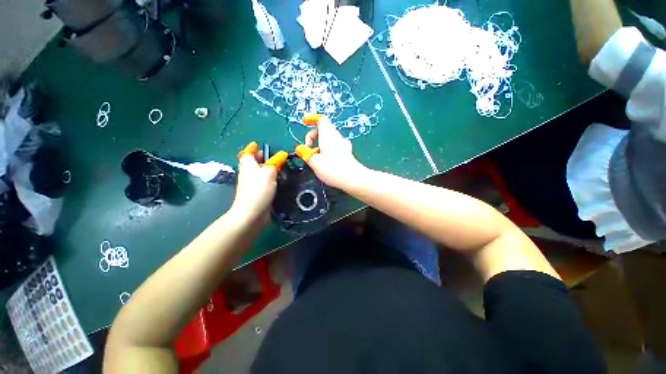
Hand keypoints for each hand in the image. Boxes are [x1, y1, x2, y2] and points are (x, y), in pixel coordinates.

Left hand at [230, 154, 277, 221]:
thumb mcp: (268, 172)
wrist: (251, 213)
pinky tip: (279, 181)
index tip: (257, 145)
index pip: (247, 153)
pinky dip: (270, 179)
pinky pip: (263, 182)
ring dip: (267, 169)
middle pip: (253, 163)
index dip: (252, 148)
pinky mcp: (257, 193)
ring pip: (259, 173)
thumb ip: (275, 162)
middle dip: (261, 158)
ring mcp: (252, 184)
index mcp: (248, 165)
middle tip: (274, 157)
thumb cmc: (258, 189)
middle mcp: (248, 173)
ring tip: (280, 168)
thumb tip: (282, 154)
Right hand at [302, 116, 366, 189]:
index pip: (321, 119)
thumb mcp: (314, 162)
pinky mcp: (347, 153)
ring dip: (322, 144)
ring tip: (317, 157)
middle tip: (309, 148)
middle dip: (314, 136)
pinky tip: (328, 161)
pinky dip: (329, 150)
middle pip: (325, 129)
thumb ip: (305, 154)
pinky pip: (336, 147)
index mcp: (327, 135)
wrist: (352, 179)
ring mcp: (344, 145)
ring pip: (330, 139)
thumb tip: (300, 149)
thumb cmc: (332, 169)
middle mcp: (337, 137)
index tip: (305, 123)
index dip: (312, 119)